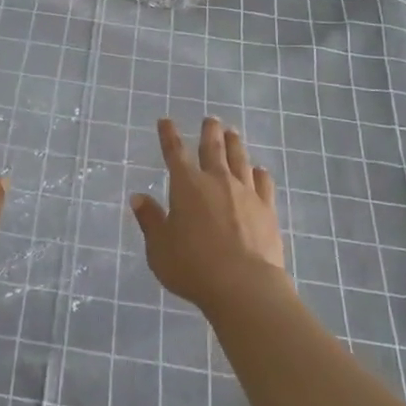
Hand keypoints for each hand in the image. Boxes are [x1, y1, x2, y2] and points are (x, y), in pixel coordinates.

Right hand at [130, 116, 286, 310]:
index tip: (166, 120)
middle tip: (211, 119)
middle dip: (209, 131)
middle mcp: (216, 181)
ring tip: (233, 133)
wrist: (243, 286)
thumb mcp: (159, 247)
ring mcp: (245, 193)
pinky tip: (259, 171)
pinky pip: (263, 183)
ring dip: (235, 144)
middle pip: (213, 148)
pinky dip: (259, 173)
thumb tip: (138, 197)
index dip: (169, 135)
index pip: (174, 152)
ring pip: (239, 159)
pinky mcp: (267, 209)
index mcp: (186, 186)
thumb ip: (150, 220)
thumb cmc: (193, 267)